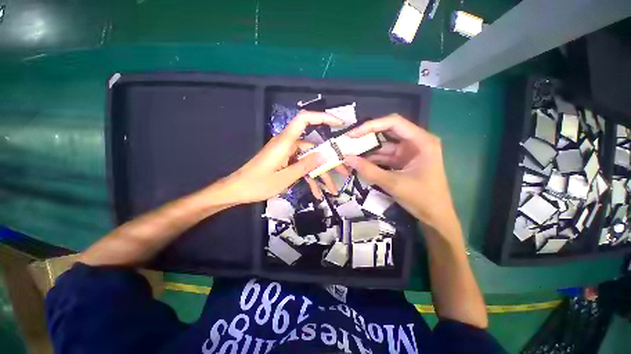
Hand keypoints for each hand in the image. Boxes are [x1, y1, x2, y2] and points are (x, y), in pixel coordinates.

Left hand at [219, 111, 342, 203]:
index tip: (339, 124)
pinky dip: (309, 178)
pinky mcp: (285, 162)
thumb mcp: (284, 178)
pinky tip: (317, 192)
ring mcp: (287, 154)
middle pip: (313, 147)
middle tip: (344, 172)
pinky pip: (301, 167)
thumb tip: (324, 156)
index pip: (304, 119)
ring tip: (332, 189)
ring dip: (320, 175)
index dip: (322, 117)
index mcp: (285, 142)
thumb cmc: (257, 184)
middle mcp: (288, 144)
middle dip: (329, 161)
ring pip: (309, 161)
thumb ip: (305, 166)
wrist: (237, 190)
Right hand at [344, 114, 457, 232]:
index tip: (353, 134)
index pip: (394, 122)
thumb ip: (369, 170)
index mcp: (421, 141)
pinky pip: (384, 156)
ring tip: (349, 153)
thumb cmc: (421, 198)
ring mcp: (408, 152)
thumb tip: (346, 158)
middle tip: (348, 141)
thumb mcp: (393, 183)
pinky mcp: (403, 161)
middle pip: (387, 132)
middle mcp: (415, 142)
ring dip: (367, 150)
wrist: (435, 216)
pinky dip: (372, 160)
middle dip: (367, 137)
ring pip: (384, 145)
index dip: (371, 125)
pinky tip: (359, 162)